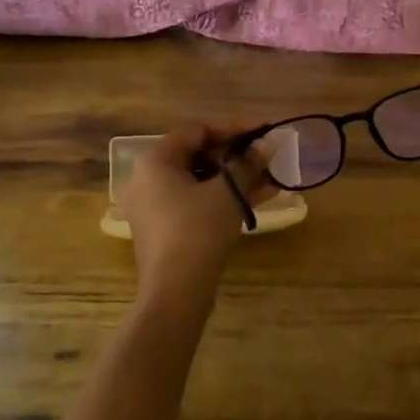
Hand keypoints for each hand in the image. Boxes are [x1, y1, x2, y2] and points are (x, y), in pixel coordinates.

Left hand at [123, 125, 273, 302]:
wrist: (176, 291)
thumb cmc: (198, 229)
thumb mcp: (228, 192)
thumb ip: (248, 163)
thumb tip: (268, 145)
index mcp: (156, 160)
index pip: (199, 130)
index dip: (235, 128)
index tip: (265, 130)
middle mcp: (148, 177)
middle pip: (199, 155)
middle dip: (238, 155)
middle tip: (268, 156)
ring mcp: (154, 205)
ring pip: (201, 181)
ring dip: (235, 178)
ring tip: (271, 178)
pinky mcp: (165, 229)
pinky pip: (196, 202)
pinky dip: (223, 198)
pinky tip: (258, 199)